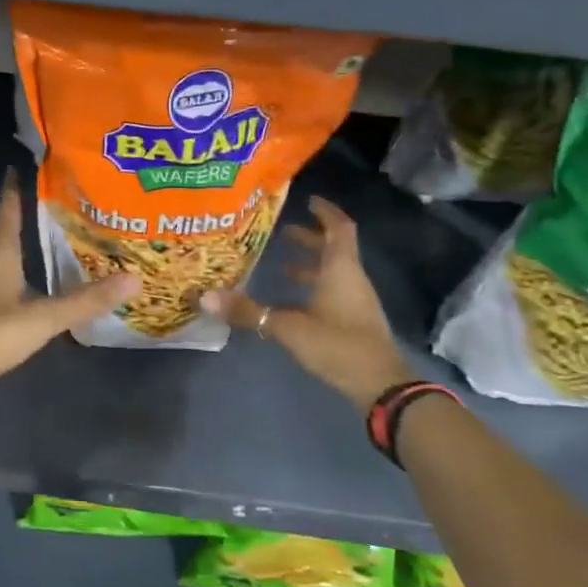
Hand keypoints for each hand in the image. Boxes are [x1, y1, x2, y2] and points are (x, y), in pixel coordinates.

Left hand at [0, 172, 138, 381]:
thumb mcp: (43, 317)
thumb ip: (85, 300)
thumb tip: (134, 279)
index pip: (9, 204)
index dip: (21, 183)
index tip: (39, 163)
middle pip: (6, 223)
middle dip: (29, 208)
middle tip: (61, 196)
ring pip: (2, 247)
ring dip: (23, 236)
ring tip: (54, 229)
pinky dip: (18, 262)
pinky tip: (34, 272)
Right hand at [203, 196, 411, 411]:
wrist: (380, 385)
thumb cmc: (338, 345)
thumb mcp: (289, 327)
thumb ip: (249, 312)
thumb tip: (207, 298)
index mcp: (341, 269)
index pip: (339, 228)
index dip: (325, 212)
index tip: (308, 200)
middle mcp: (351, 279)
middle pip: (334, 249)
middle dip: (310, 238)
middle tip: (283, 233)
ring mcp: (355, 301)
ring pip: (333, 272)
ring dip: (311, 265)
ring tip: (281, 266)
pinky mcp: (353, 321)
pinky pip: (333, 292)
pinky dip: (313, 288)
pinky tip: (291, 302)